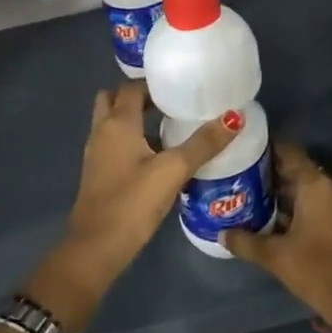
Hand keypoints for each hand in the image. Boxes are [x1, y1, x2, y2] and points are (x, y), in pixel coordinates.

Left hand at [24, 82, 237, 332]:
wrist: (96, 247)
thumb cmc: (133, 202)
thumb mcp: (173, 171)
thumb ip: (203, 144)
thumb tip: (235, 117)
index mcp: (117, 124)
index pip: (131, 88)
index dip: (153, 84)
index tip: (179, 88)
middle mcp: (102, 132)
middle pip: (114, 101)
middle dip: (138, 99)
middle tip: (170, 105)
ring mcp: (96, 155)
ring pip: (113, 125)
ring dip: (135, 121)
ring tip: (170, 129)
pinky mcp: (98, 175)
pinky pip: (114, 146)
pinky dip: (132, 143)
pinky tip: (158, 160)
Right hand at [222, 142, 331, 332]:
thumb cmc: (318, 271)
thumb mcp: (276, 257)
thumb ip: (246, 242)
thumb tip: (222, 234)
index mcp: (316, 185)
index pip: (289, 153)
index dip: (266, 150)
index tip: (244, 153)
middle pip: (299, 171)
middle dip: (272, 177)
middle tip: (242, 181)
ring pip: (310, 190)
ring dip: (286, 195)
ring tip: (254, 202)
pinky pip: (321, 204)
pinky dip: (301, 208)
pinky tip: (278, 222)